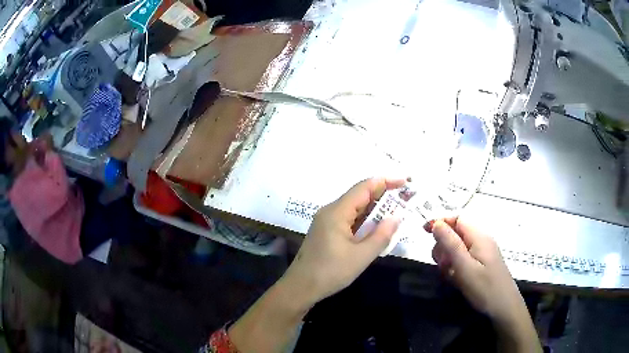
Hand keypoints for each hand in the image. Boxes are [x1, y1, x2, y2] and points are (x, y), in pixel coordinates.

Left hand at [228, 178, 404, 352]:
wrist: (301, 287)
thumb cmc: (330, 272)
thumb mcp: (361, 256)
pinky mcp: (325, 231)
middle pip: (359, 196)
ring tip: (395, 212)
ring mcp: (326, 221)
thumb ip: (381, 236)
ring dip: (374, 209)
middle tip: (404, 200)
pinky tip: (375, 228)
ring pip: (354, 208)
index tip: (405, 182)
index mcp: (336, 212)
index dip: (385, 182)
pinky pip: (348, 219)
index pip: (364, 187)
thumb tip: (396, 217)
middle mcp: (330, 211)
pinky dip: (364, 220)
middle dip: (382, 195)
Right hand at [426, 217, 540, 351]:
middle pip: (456, 232)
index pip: (457, 218)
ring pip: (458, 247)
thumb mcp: (465, 268)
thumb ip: (451, 245)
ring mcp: (482, 252)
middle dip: (443, 245)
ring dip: (449, 258)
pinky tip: (456, 278)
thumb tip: (437, 223)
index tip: (424, 232)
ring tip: (450, 274)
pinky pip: (464, 258)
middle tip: (442, 264)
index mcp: (479, 236)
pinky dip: (456, 265)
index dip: (441, 222)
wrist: (504, 307)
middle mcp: (481, 240)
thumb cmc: (485, 288)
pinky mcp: (482, 263)